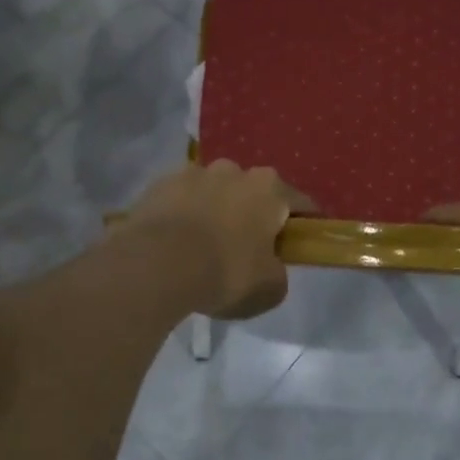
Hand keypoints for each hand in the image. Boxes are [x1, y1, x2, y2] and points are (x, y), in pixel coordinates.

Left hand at [123, 161, 311, 319]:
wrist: (155, 265)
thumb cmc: (225, 272)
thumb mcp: (269, 288)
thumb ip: (278, 273)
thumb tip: (270, 267)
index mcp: (269, 188)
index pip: (300, 203)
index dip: (304, 225)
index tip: (301, 243)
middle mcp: (234, 170)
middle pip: (253, 193)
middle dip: (253, 214)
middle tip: (247, 248)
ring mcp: (193, 173)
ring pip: (214, 192)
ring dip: (215, 211)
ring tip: (203, 246)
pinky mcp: (159, 184)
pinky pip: (181, 200)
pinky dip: (183, 215)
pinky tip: (176, 243)